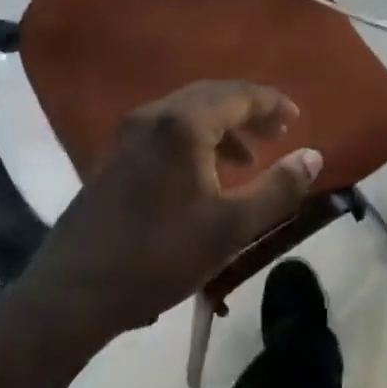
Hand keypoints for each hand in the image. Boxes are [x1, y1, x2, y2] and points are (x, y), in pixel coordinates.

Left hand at [25, 82, 321, 340]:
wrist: (73, 293)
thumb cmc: (160, 256)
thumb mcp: (232, 227)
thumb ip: (279, 188)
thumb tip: (313, 156)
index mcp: (183, 124)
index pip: (239, 94)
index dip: (272, 103)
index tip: (296, 119)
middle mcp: (154, 116)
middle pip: (212, 95)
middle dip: (249, 110)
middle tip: (278, 132)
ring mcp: (128, 134)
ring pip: (187, 112)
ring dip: (223, 126)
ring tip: (247, 158)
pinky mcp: (114, 156)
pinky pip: (167, 130)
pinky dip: (196, 138)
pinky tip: (205, 174)